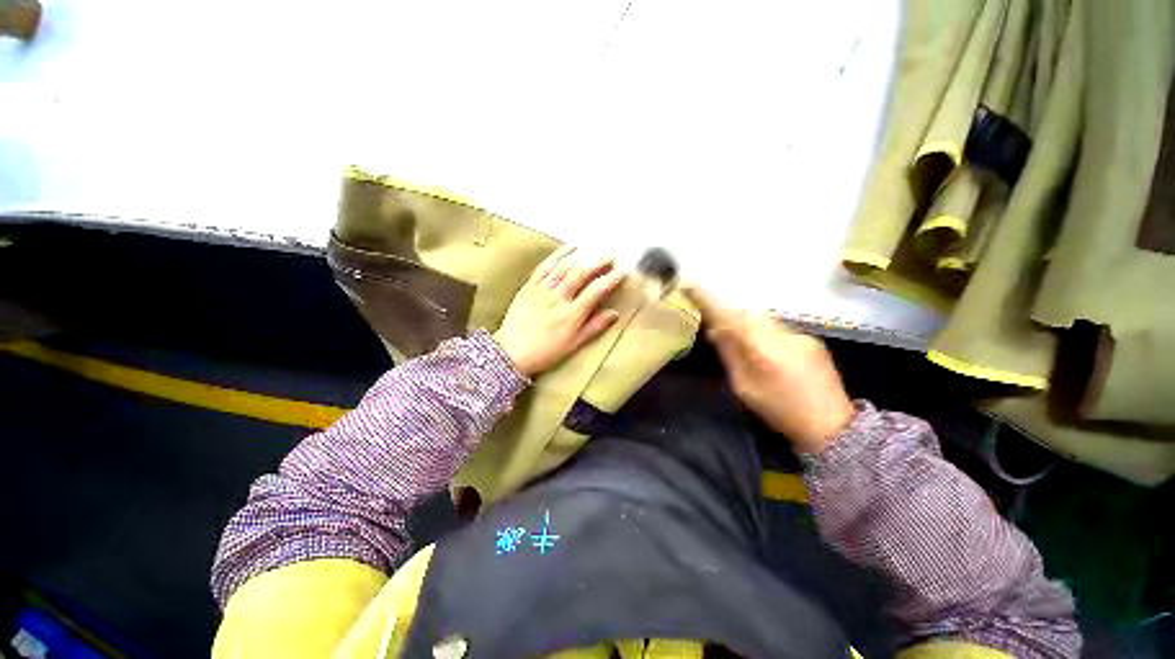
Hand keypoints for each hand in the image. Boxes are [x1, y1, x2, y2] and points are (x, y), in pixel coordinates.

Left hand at [495, 246, 625, 377]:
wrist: (510, 353)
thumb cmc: (545, 352)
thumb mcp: (573, 345)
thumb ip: (594, 327)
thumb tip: (614, 313)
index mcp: (571, 315)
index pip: (595, 291)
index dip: (610, 279)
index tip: (621, 272)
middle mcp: (557, 299)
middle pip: (580, 274)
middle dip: (597, 262)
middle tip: (610, 256)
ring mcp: (541, 290)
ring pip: (562, 267)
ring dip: (580, 256)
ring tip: (592, 249)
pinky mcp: (528, 287)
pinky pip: (544, 267)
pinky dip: (557, 256)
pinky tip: (567, 249)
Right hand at [684, 286, 854, 453]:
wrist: (832, 425)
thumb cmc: (780, 411)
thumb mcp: (745, 388)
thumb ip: (730, 356)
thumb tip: (715, 331)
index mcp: (765, 351)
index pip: (731, 318)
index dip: (710, 301)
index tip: (691, 286)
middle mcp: (784, 335)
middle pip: (748, 313)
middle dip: (728, 314)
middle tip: (714, 323)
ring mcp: (800, 335)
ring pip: (763, 318)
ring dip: (745, 322)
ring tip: (736, 337)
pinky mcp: (810, 339)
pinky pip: (777, 327)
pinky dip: (762, 331)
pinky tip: (764, 350)